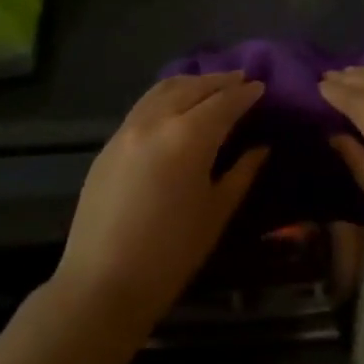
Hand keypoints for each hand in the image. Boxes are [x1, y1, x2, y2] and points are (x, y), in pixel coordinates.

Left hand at [52, 73, 265, 331]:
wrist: (102, 284)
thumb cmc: (171, 254)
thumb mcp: (216, 213)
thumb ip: (241, 173)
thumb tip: (261, 147)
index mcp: (188, 136)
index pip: (224, 103)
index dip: (245, 94)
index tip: (261, 87)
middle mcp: (156, 120)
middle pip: (192, 87)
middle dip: (219, 81)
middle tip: (241, 79)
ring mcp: (128, 129)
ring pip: (163, 89)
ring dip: (191, 82)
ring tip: (210, 85)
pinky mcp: (109, 143)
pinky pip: (144, 105)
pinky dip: (166, 96)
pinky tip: (176, 106)